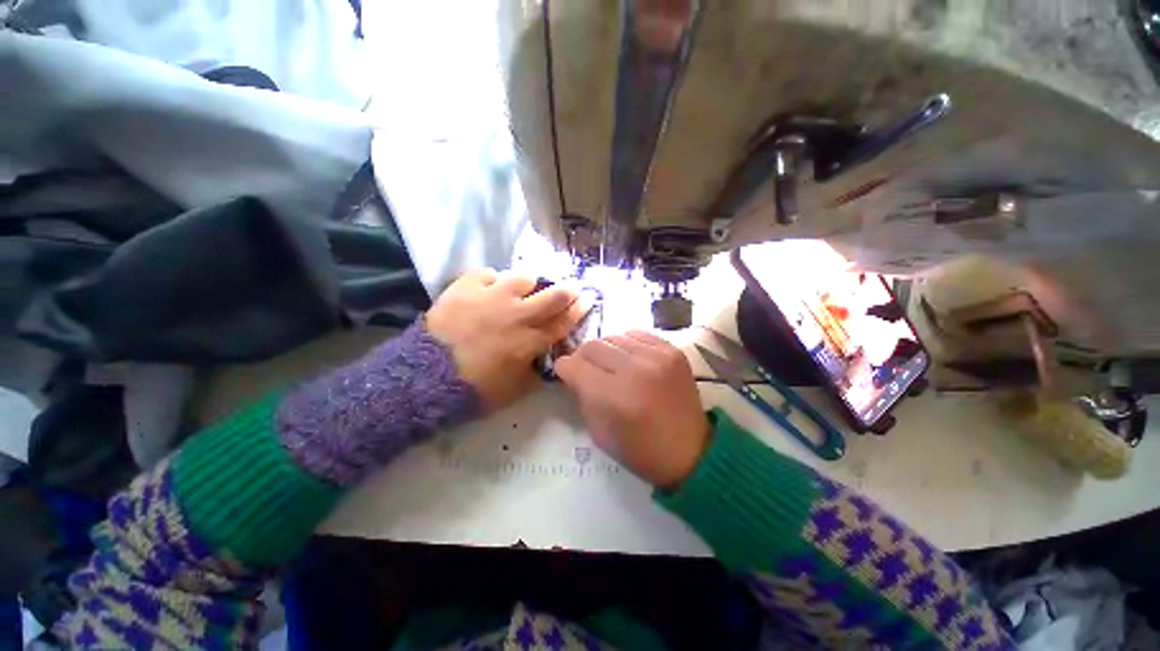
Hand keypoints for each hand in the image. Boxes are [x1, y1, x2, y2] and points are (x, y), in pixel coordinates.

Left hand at [427, 270, 585, 410]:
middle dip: (568, 289)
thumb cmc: (473, 387)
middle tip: (573, 285)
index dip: (579, 309)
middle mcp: (515, 314)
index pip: (563, 321)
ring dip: (529, 283)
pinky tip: (489, 289)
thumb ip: (537, 375)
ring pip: (522, 278)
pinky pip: (488, 273)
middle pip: (552, 295)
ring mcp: (490, 297)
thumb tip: (550, 362)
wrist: (424, 376)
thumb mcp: (515, 390)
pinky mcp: (465, 287)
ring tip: (523, 288)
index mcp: (529, 340)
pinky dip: (492, 280)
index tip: (588, 297)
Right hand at [555, 330, 710, 489]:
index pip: (574, 365)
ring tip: (612, 366)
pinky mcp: (672, 350)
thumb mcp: (599, 433)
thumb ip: (582, 397)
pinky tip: (631, 360)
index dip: (564, 368)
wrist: (691, 450)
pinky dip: (627, 345)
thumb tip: (573, 372)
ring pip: (613, 336)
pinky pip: (636, 334)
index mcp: (613, 397)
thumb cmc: (641, 449)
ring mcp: (656, 356)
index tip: (567, 373)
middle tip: (588, 370)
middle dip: (583, 357)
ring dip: (606, 351)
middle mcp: (634, 370)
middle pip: (592, 346)